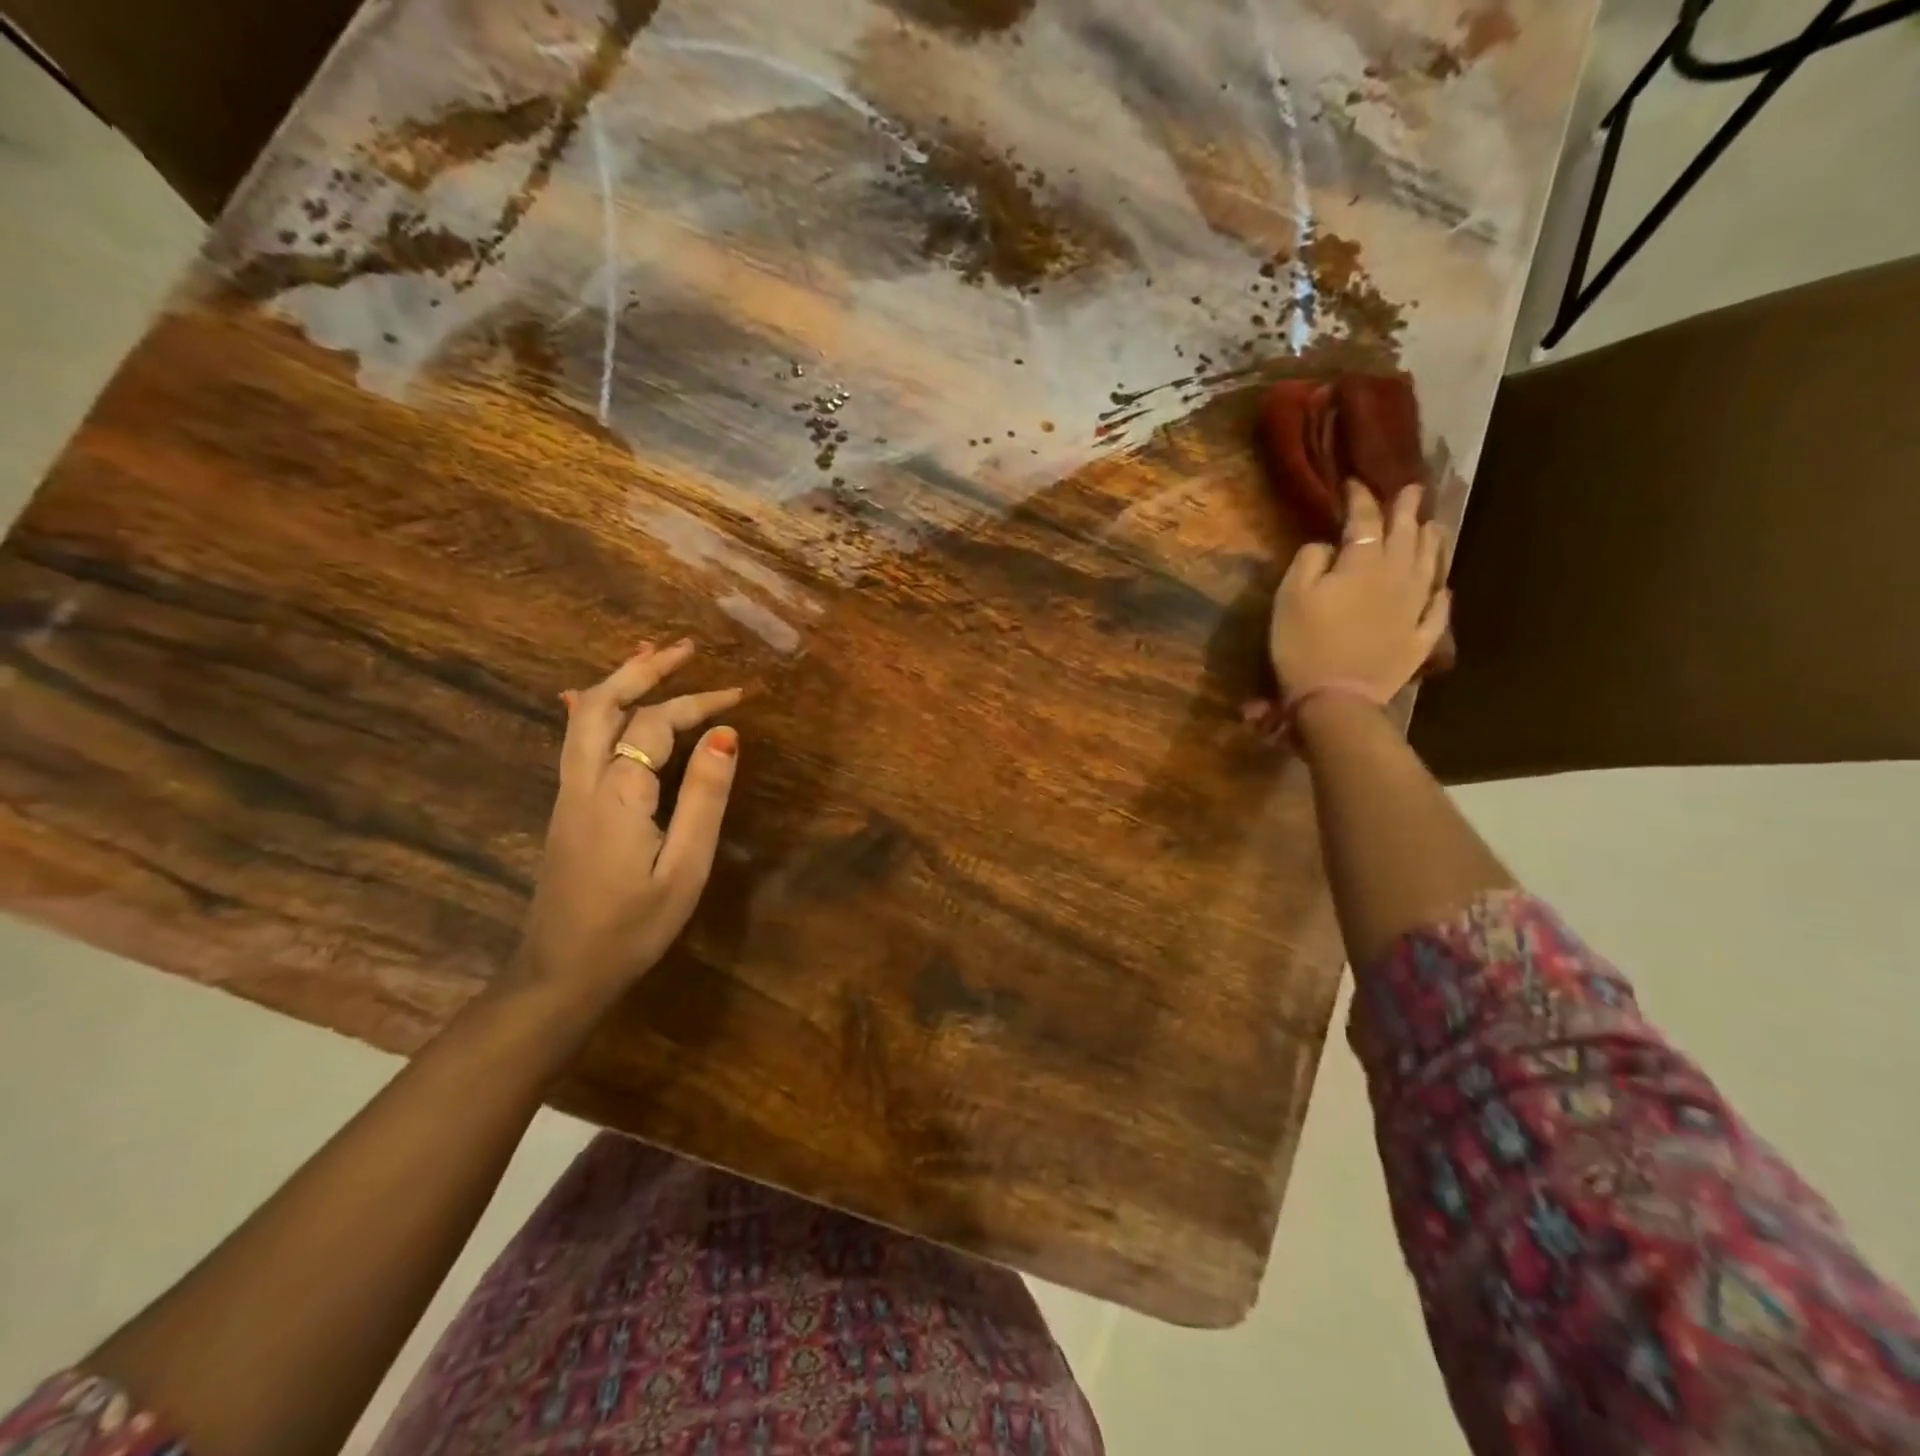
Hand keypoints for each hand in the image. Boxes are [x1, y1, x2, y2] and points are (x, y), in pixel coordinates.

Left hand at [510, 640, 742, 1008]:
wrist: (562, 973)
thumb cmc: (633, 926)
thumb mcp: (685, 867)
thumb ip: (704, 798)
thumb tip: (726, 735)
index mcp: (618, 793)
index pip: (656, 725)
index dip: (699, 702)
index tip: (742, 694)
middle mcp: (584, 781)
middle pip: (604, 703)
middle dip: (644, 669)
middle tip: (685, 647)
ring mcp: (568, 793)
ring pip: (584, 718)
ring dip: (620, 681)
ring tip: (652, 656)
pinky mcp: (567, 808)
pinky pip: (576, 740)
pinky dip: (596, 707)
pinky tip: (598, 700)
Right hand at [1269, 481, 1449, 711]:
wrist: (1336, 698)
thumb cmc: (1303, 644)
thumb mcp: (1290, 597)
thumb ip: (1309, 561)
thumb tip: (1328, 545)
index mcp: (1362, 564)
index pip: (1364, 521)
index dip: (1361, 499)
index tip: (1356, 482)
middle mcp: (1397, 577)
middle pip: (1405, 537)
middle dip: (1406, 511)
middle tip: (1412, 490)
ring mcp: (1414, 608)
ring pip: (1429, 566)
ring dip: (1432, 542)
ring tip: (1434, 526)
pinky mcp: (1420, 638)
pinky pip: (1437, 611)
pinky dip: (1440, 595)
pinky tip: (1442, 588)